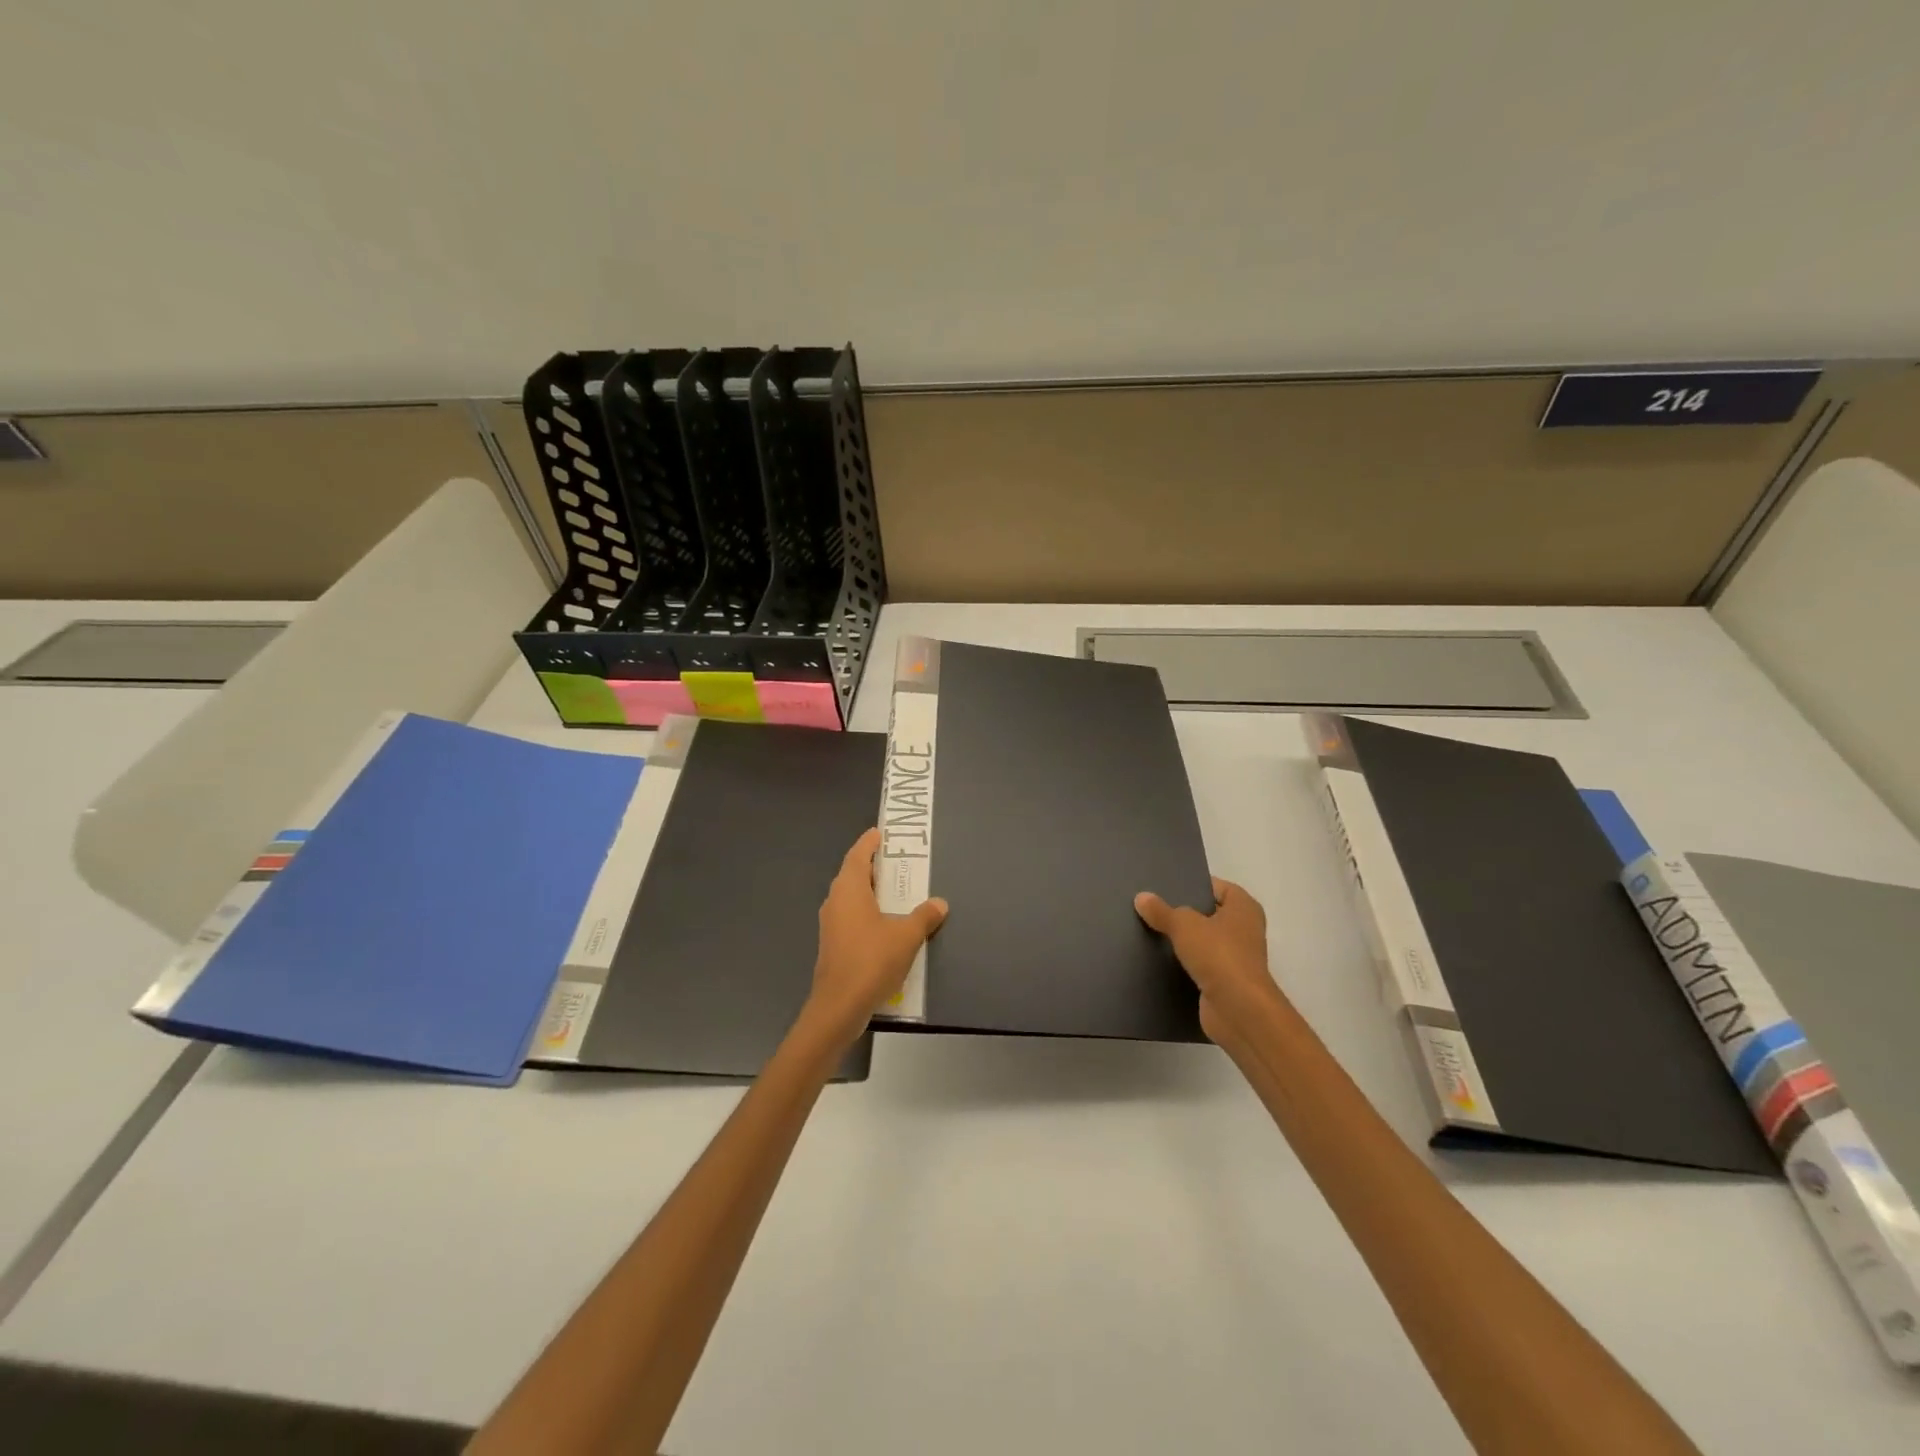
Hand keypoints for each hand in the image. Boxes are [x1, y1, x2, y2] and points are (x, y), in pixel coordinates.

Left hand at [808, 828, 947, 1040]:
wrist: (839, 1006)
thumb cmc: (871, 961)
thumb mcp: (906, 937)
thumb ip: (923, 917)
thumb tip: (939, 903)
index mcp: (849, 890)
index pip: (858, 856)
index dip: (868, 843)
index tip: (880, 833)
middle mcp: (836, 901)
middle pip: (852, 874)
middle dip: (872, 865)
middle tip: (895, 860)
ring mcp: (831, 924)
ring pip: (850, 897)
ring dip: (870, 890)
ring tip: (894, 890)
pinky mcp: (833, 944)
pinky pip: (851, 916)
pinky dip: (867, 911)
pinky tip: (885, 923)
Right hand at [1134, 877, 1280, 1042]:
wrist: (1238, 1010)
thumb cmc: (1219, 955)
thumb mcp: (1183, 925)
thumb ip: (1161, 911)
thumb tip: (1141, 897)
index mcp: (1244, 907)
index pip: (1216, 887)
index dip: (1192, 885)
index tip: (1164, 887)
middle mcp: (1244, 930)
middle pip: (1208, 914)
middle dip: (1183, 913)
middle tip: (1152, 907)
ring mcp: (1236, 958)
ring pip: (1203, 941)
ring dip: (1183, 941)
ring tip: (1150, 931)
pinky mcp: (1225, 982)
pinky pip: (1200, 965)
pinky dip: (1184, 964)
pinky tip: (1158, 959)